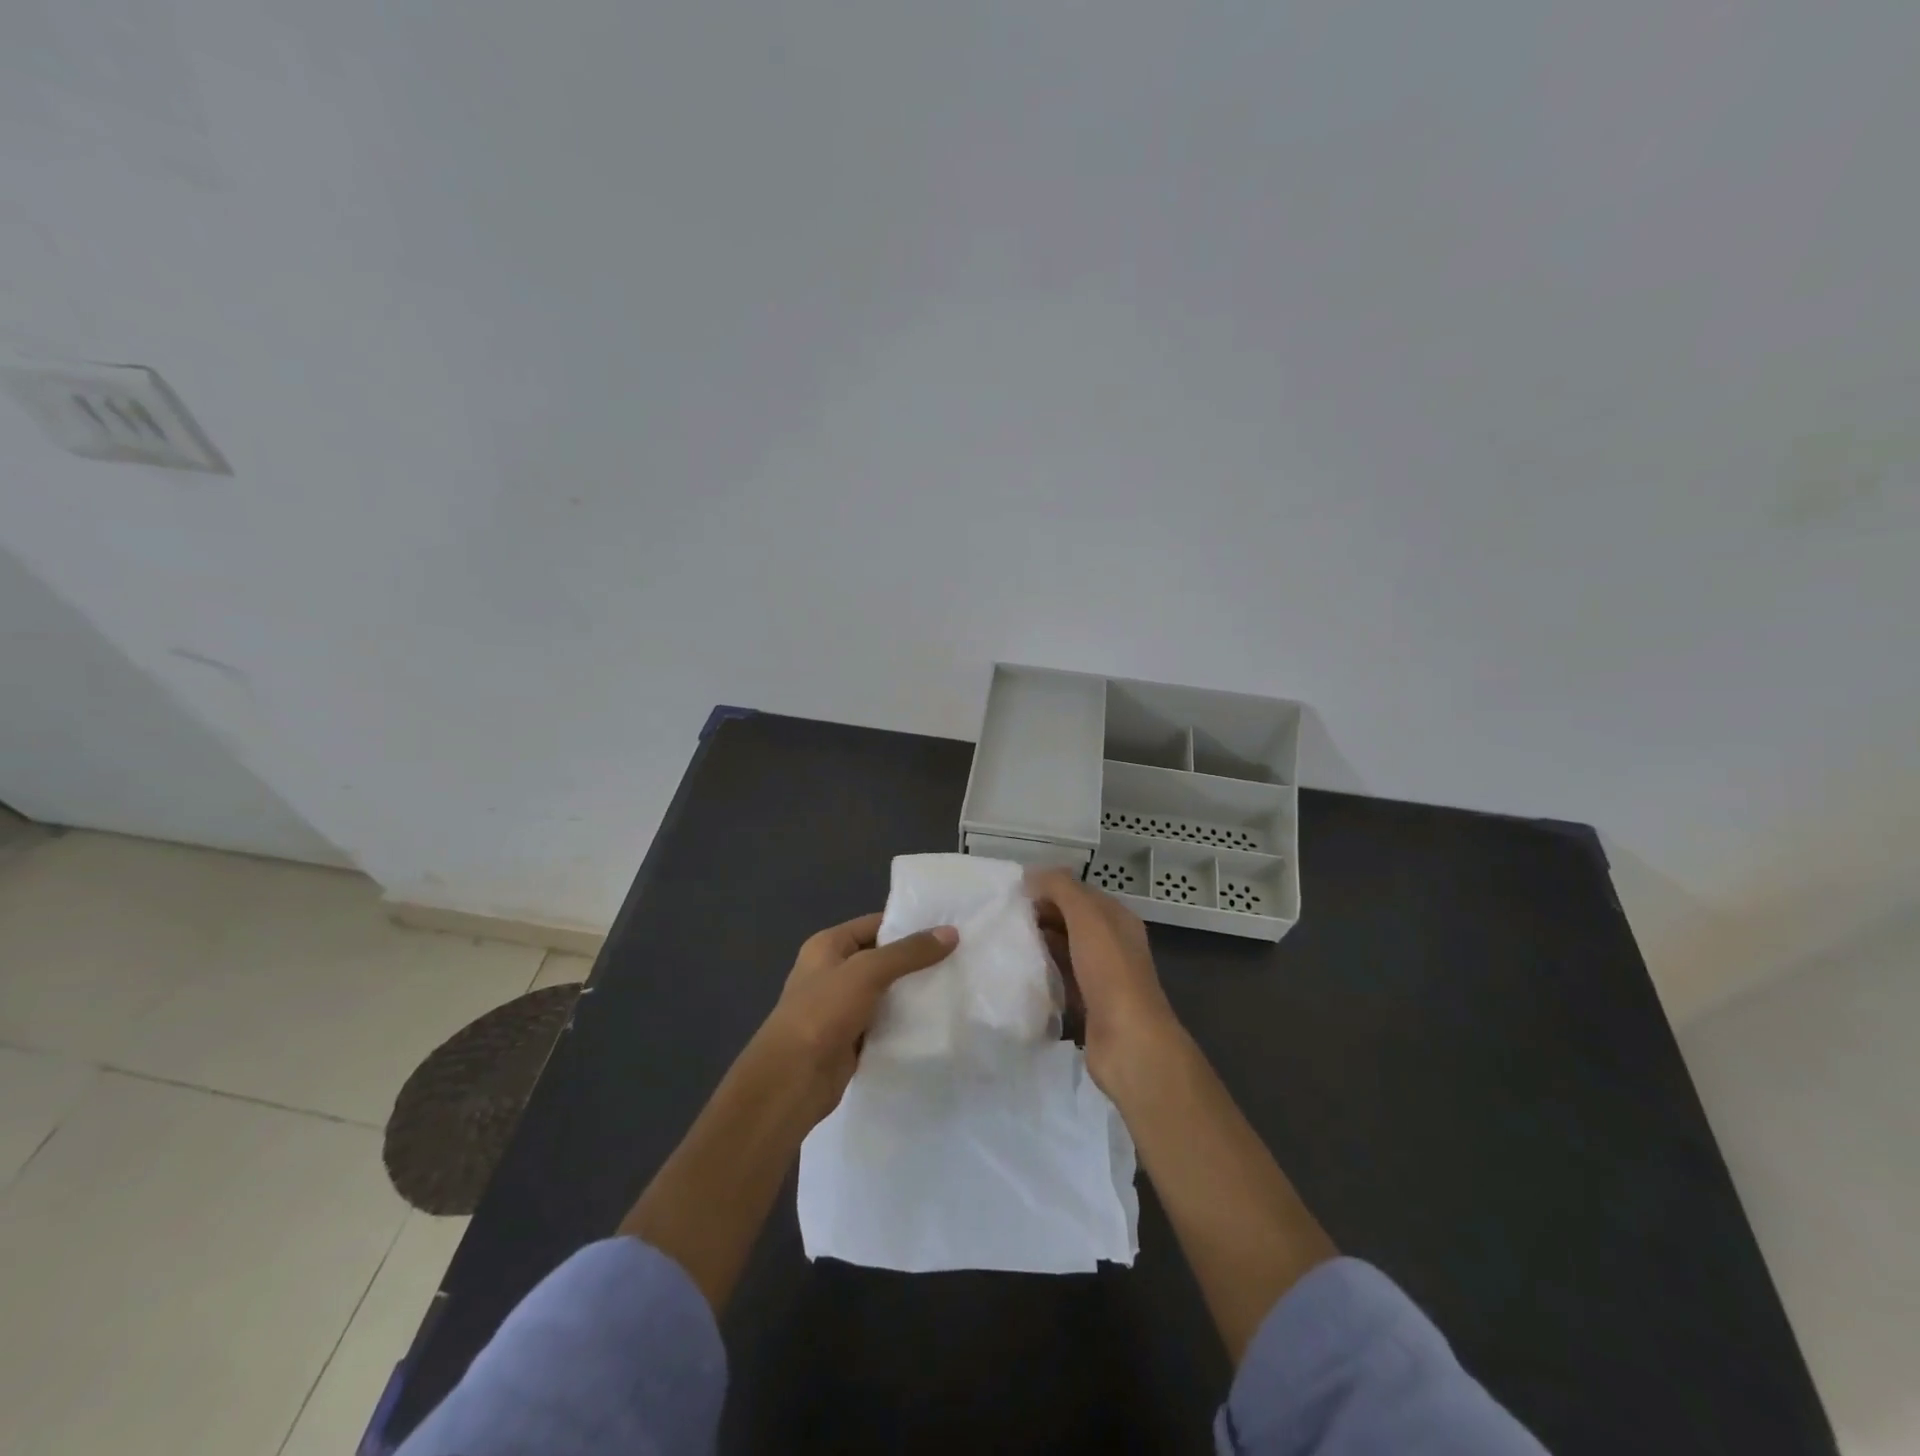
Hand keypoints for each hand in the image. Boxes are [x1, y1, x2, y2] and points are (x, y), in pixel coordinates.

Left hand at [754, 912, 957, 1121]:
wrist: (793, 1080)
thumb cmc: (823, 1012)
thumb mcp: (867, 972)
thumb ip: (908, 953)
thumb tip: (951, 933)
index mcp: (828, 946)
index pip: (875, 924)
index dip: (909, 925)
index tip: (948, 928)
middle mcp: (834, 971)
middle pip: (883, 958)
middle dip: (916, 960)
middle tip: (960, 957)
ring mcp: (842, 1007)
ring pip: (887, 991)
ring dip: (914, 992)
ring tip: (956, 985)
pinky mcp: (853, 1038)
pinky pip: (885, 1021)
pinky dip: (906, 1021)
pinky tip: (937, 1019)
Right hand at [1025, 868, 1183, 1098]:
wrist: (1128, 1040)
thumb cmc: (1109, 971)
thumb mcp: (1087, 916)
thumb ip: (1061, 888)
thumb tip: (1032, 876)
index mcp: (1117, 919)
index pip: (1079, 893)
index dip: (1049, 888)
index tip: (1013, 894)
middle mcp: (1112, 944)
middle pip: (1071, 921)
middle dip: (1041, 916)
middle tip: (1005, 920)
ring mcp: (1102, 977)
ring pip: (1065, 951)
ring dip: (1040, 946)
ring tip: (1006, 944)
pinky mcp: (1089, 1006)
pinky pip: (1061, 981)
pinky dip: (1044, 976)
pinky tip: (1020, 976)